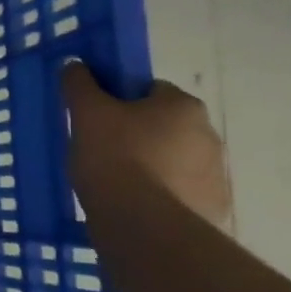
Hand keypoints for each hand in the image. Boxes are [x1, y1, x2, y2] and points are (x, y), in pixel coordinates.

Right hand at [61, 63, 231, 227]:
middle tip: (100, 152)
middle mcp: (208, 134)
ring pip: (172, 161)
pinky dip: (159, 197)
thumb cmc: (115, 158)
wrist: (144, 227)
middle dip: (136, 136)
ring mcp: (215, 175)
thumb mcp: (87, 114)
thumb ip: (80, 85)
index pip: (148, 90)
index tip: (97, 120)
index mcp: (182, 105)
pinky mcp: (212, 209)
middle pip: (163, 126)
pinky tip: (133, 208)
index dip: (119, 102)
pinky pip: (179, 194)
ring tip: (114, 185)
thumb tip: (75, 64)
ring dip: (150, 168)